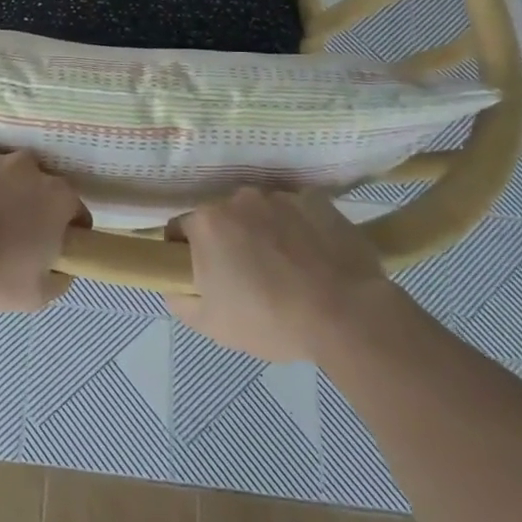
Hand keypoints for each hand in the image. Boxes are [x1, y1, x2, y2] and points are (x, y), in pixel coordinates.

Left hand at [0, 137, 81, 311]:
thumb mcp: (36, 295)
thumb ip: (59, 275)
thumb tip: (61, 264)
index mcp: (55, 197)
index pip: (72, 207)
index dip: (64, 224)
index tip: (49, 241)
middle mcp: (27, 166)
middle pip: (33, 181)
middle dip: (24, 199)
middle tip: (4, 226)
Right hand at [167, 188, 394, 362]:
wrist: (348, 314)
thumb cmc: (271, 320)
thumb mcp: (212, 325)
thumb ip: (180, 301)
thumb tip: (174, 285)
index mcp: (206, 223)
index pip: (180, 229)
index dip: (186, 253)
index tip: (203, 276)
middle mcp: (237, 198)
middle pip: (222, 217)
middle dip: (228, 241)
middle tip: (248, 276)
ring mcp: (279, 196)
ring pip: (259, 212)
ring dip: (263, 231)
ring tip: (288, 267)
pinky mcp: (315, 199)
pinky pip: (296, 211)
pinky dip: (298, 228)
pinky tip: (313, 257)